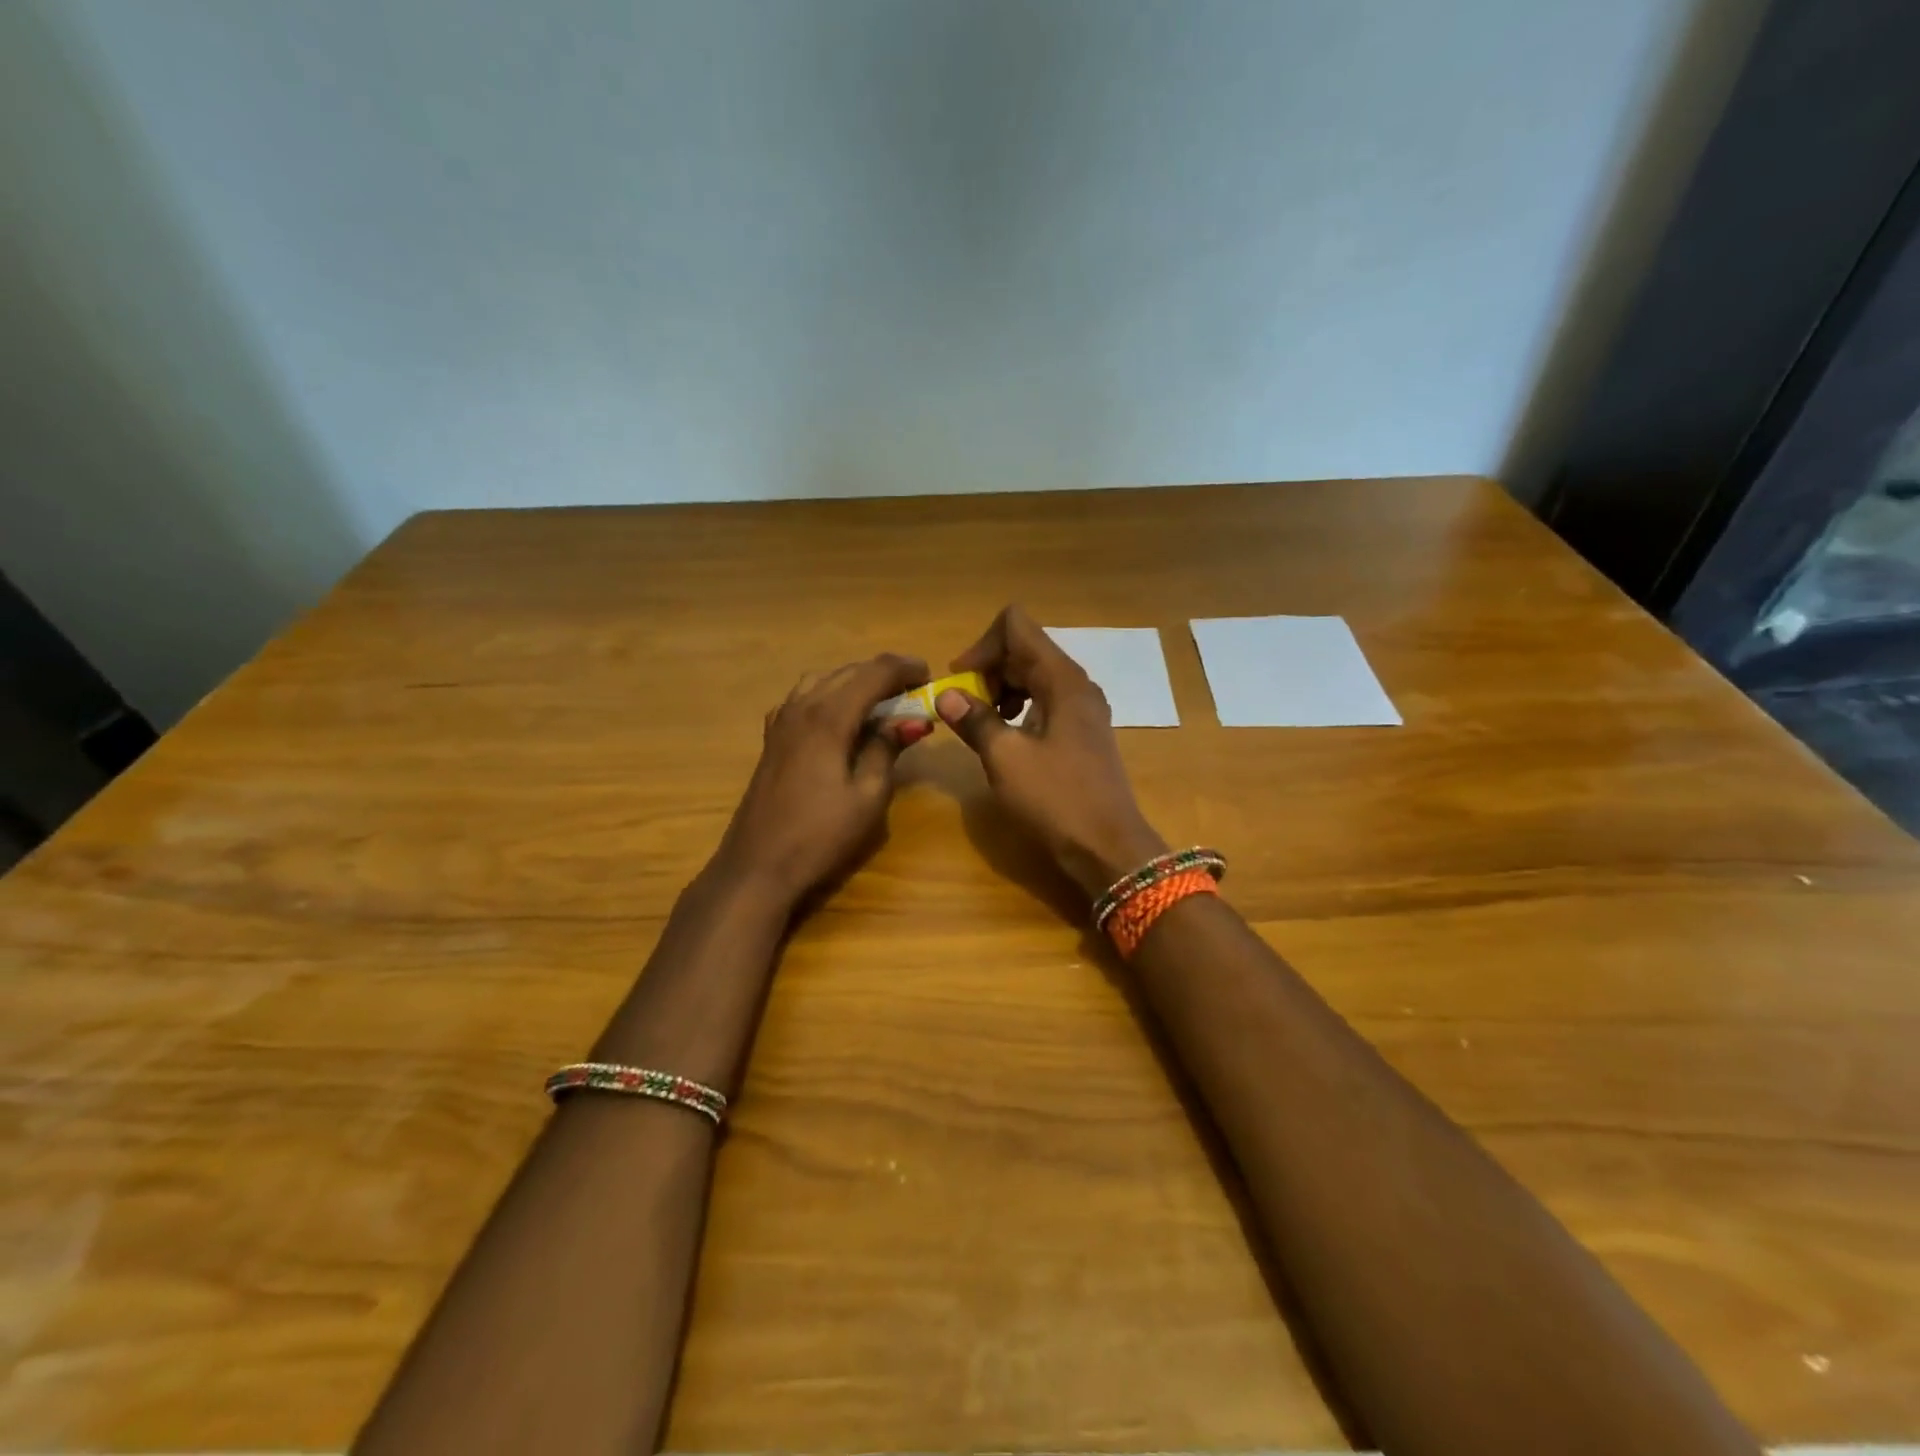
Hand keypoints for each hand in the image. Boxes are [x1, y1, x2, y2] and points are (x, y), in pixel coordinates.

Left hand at [712, 654, 932, 907]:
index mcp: (829, 717)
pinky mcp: (772, 738)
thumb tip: (911, 720)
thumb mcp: (867, 797)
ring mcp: (781, 722)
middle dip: (883, 673)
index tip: (930, 676)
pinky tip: (840, 718)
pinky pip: (803, 698)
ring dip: (855, 681)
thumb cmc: (820, 836)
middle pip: (848, 672)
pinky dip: (829, 695)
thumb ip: (886, 749)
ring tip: (881, 701)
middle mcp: (802, 708)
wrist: (758, 866)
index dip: (905, 668)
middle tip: (914, 691)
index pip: (874, 673)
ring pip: (823, 680)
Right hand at [937, 605, 1166, 897]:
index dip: (982, 645)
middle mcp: (1075, 684)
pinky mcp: (1081, 732)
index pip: (1016, 626)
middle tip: (964, 707)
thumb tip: (946, 695)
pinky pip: (1044, 701)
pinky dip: (1018, 709)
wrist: (1107, 847)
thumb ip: (974, 720)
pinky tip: (1005, 737)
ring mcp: (1082, 708)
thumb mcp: (1005, 758)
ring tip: (981, 723)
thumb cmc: (1056, 799)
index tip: (960, 680)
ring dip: (1001, 690)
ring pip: (1033, 676)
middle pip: (1024, 649)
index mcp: (1061, 679)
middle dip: (988, 669)